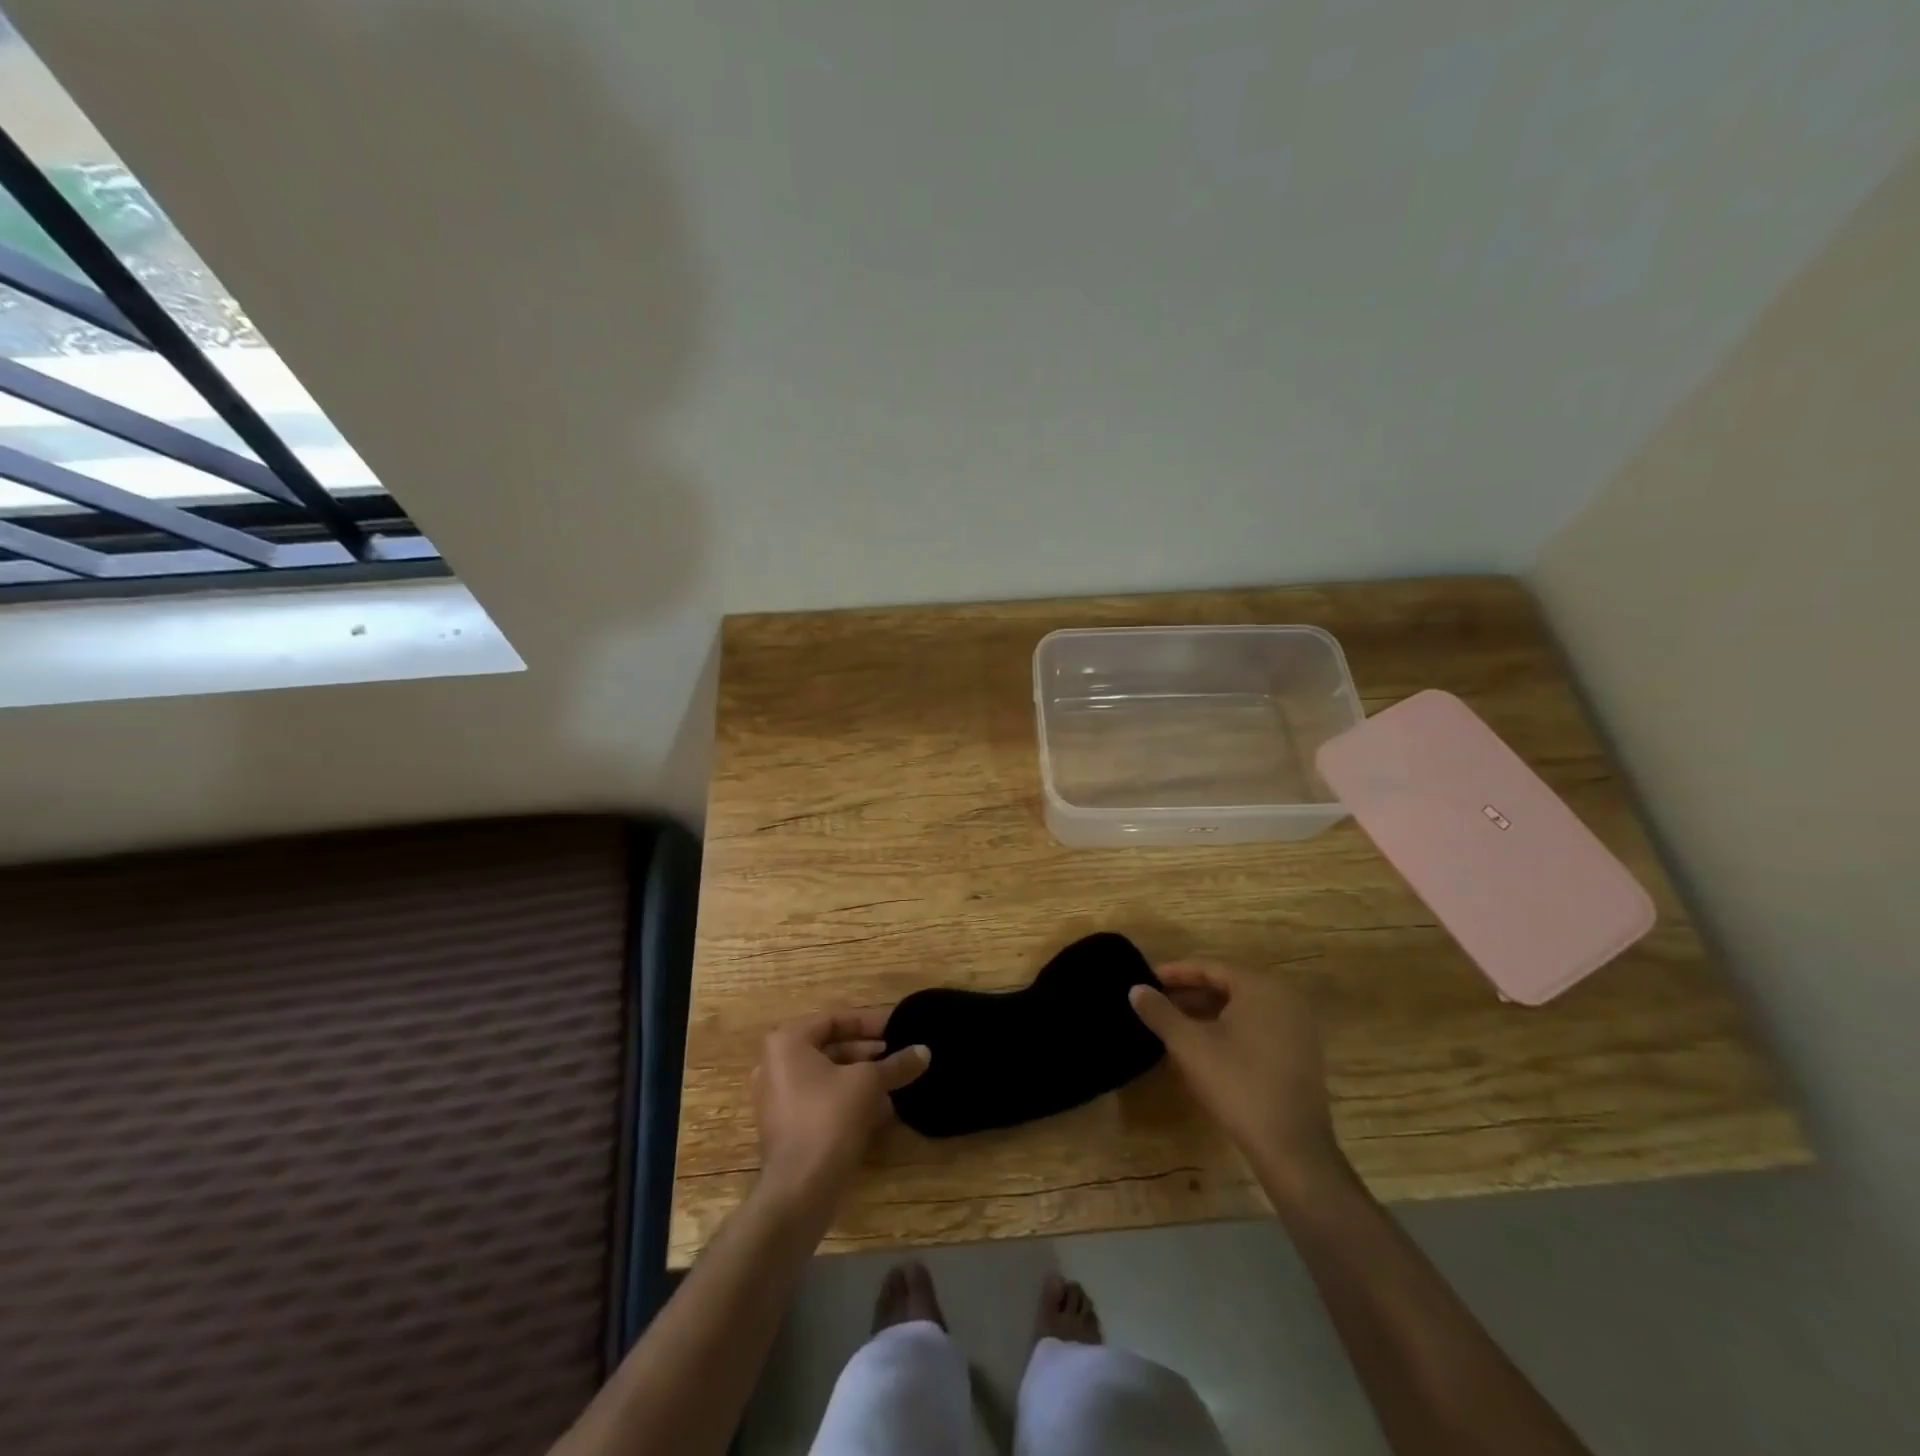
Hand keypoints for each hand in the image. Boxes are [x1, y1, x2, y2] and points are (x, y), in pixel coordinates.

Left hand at [751, 1011, 928, 1208]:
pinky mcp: (787, 1126)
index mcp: (788, 1042)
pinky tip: (882, 1109)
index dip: (870, 1022)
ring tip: (896, 1080)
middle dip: (868, 1051)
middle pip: (830, 1046)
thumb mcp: (869, 1084)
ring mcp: (778, 1098)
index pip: (834, 1019)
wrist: (799, 1192)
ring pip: (828, 1076)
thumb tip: (924, 1051)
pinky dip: (848, 1099)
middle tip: (900, 1054)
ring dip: (862, 1077)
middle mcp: (775, 1064)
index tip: (898, 1028)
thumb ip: (896, 1064)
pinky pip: (821, 1100)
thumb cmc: (829, 1119)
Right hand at [1129, 962, 1340, 1189]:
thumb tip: (1135, 989)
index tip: (1146, 980)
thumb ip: (1160, 1012)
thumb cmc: (1238, 1085)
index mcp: (1261, 987)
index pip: (1210, 968)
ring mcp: (1298, 1028)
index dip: (1175, 973)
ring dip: (1207, 1012)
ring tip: (1173, 1022)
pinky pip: (1257, 1027)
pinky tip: (1204, 1045)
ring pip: (1242, 1009)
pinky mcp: (1301, 1054)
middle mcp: (1285, 999)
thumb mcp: (1190, 1046)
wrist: (1293, 1149)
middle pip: (1228, 986)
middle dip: (1189, 993)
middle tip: (1156, 1001)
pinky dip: (1229, 1029)